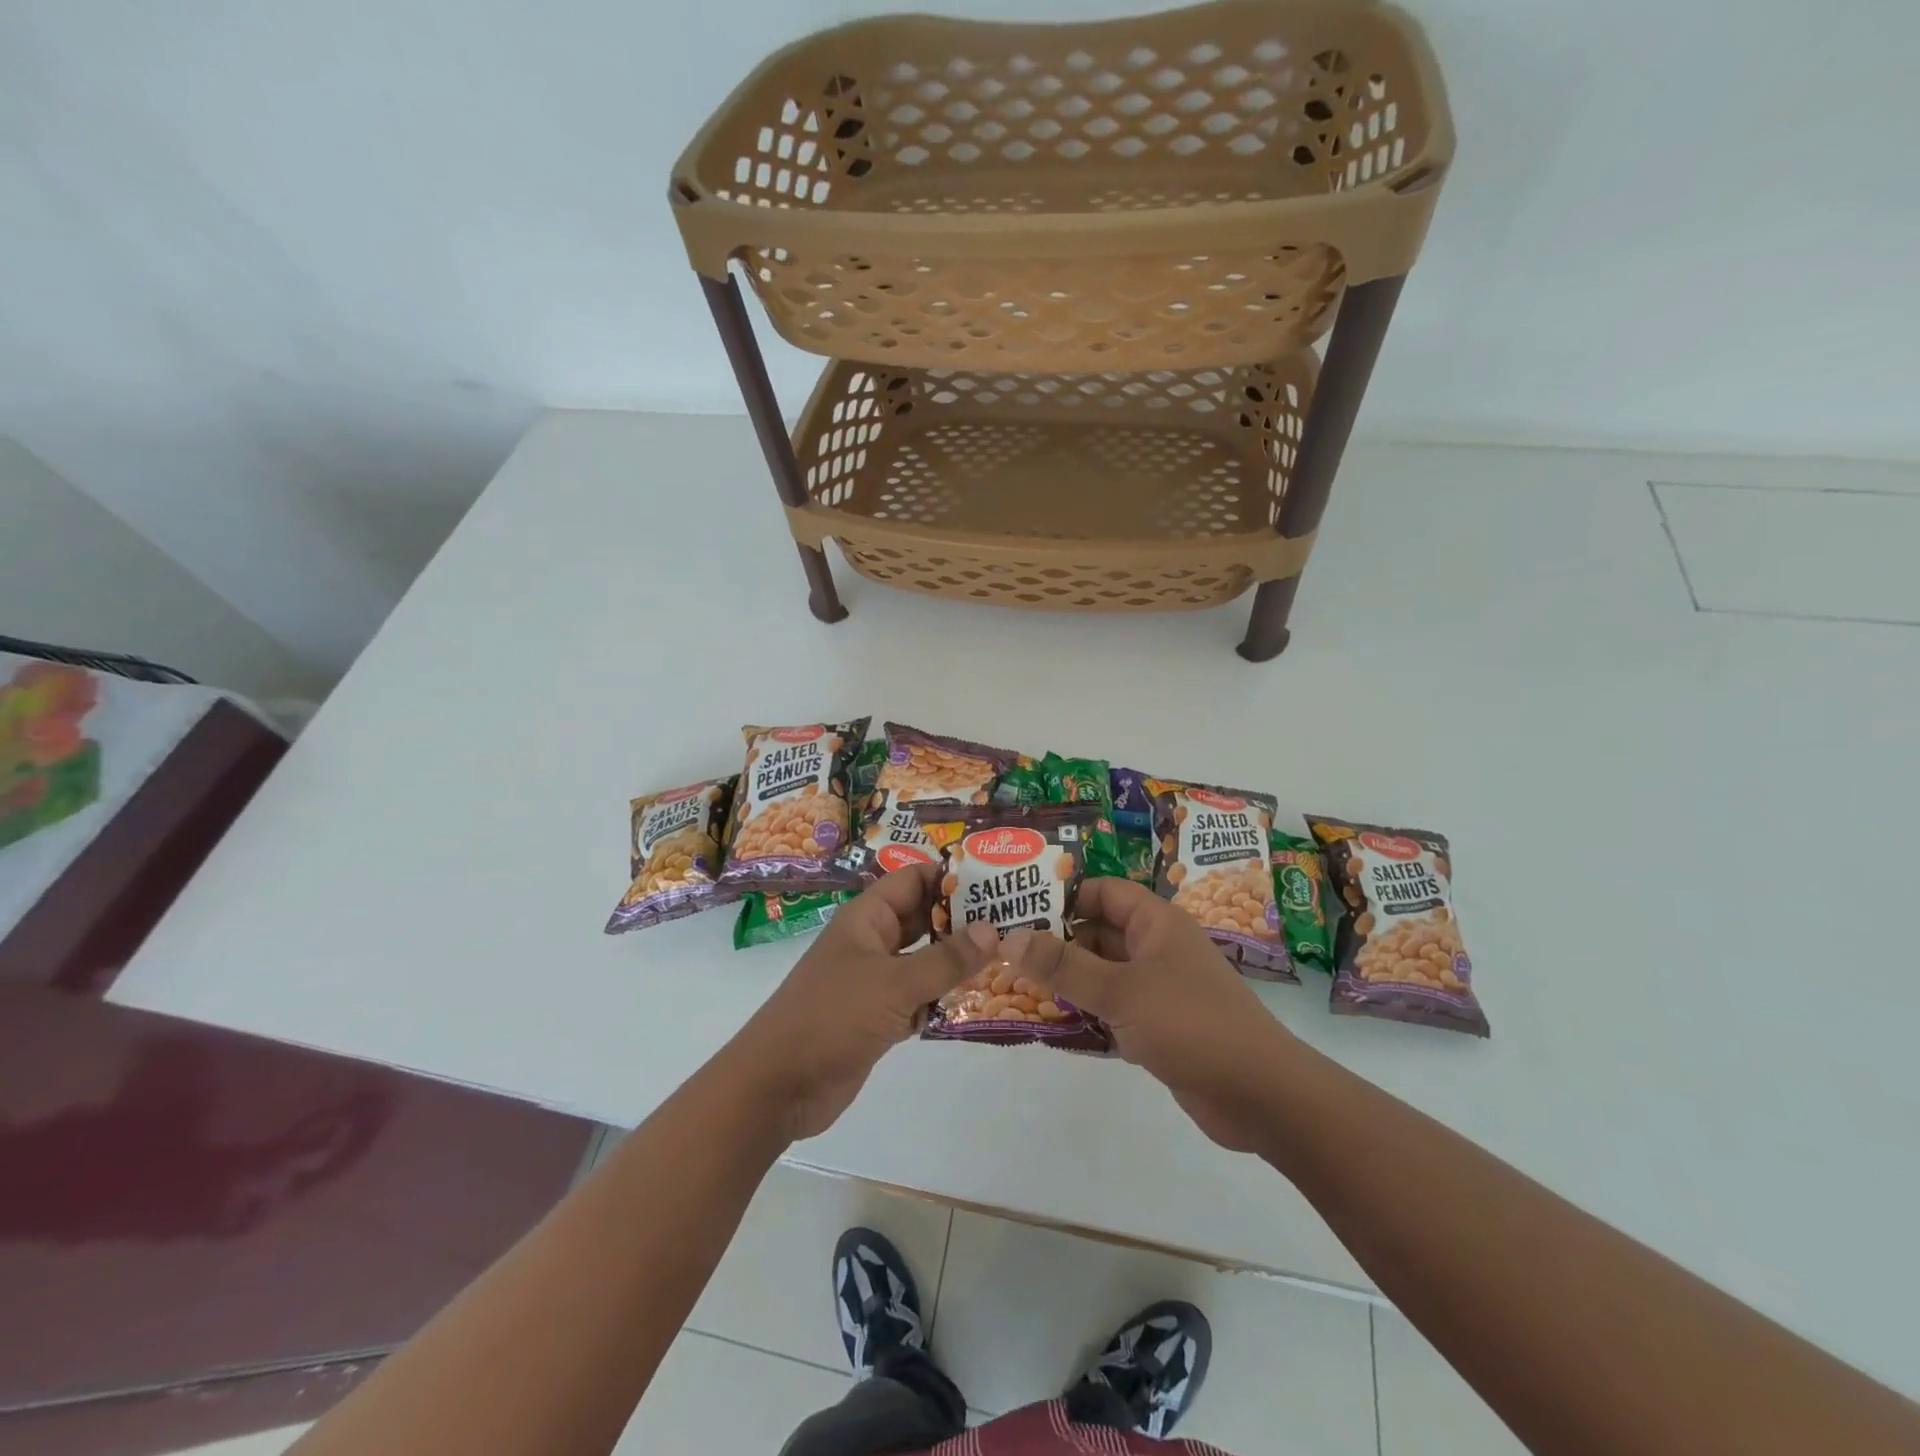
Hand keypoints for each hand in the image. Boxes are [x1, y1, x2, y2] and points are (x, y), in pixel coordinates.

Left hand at [730, 864, 997, 1141]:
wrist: (778, 1086)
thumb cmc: (832, 1017)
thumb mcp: (894, 984)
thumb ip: (946, 960)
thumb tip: (993, 930)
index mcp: (867, 918)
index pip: (913, 880)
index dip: (950, 877)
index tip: (997, 883)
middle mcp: (872, 942)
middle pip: (922, 919)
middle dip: (962, 920)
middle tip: (1013, 921)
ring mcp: (874, 980)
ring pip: (923, 960)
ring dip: (955, 962)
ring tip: (1006, 958)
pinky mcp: (878, 1016)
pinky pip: (918, 996)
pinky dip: (941, 998)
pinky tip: (976, 1001)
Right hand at [1014, 877, 1294, 1150]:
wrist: (1259, 1094)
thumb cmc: (1189, 1023)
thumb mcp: (1120, 990)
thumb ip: (1063, 965)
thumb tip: (1009, 937)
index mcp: (1156, 923)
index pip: (1103, 891)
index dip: (1064, 896)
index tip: (1018, 909)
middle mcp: (1158, 948)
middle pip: (1099, 932)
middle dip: (1058, 942)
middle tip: (1008, 952)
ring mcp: (1160, 988)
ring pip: (1104, 973)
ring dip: (1069, 980)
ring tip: (1017, 986)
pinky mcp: (1160, 1026)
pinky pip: (1115, 1008)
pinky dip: (1088, 1013)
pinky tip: (1053, 1024)